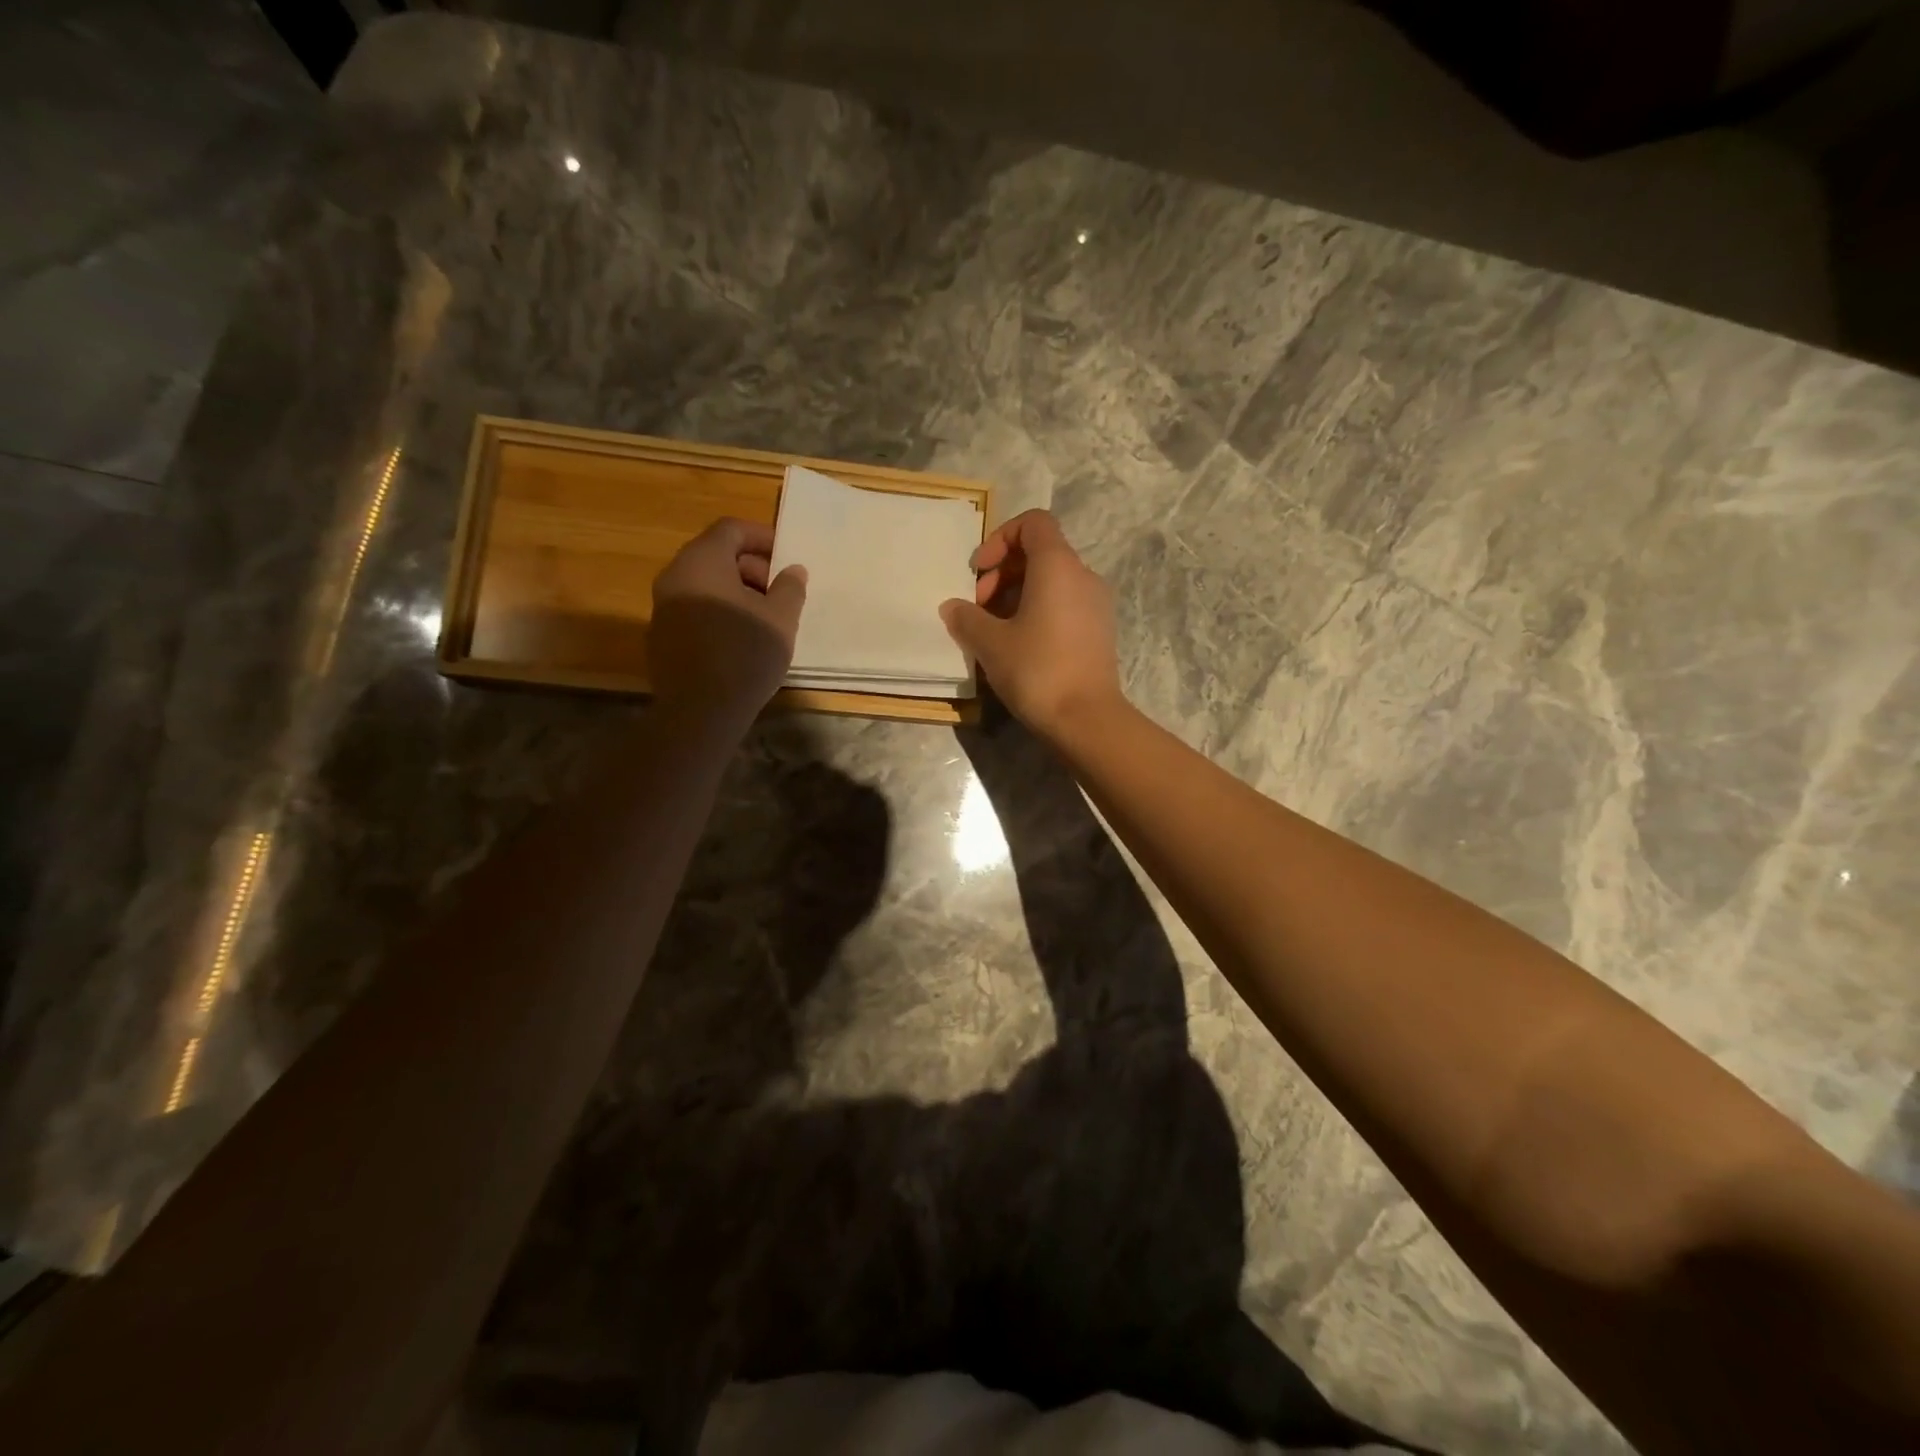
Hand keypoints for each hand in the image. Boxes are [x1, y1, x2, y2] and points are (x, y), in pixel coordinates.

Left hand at [649, 518, 805, 730]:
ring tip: (765, 619)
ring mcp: (663, 607)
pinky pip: (694, 610)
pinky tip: (740, 640)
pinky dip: (719, 612)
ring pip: (705, 584)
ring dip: (737, 592)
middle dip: (752, 568)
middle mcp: (675, 576)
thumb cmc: (746, 654)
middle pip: (716, 555)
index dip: (763, 537)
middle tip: (780, 593)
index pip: (731, 529)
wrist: (700, 711)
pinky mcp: (662, 636)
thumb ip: (790, 587)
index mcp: (702, 561)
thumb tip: (793, 570)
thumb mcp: (781, 619)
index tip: (787, 558)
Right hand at [940, 509, 1123, 742]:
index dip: (1000, 538)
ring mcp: (1096, 605)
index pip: (1033, 523)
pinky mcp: (1099, 631)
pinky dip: (1037, 613)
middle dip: (1002, 573)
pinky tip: (1017, 647)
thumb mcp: (990, 643)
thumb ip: (967, 618)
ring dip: (1016, 596)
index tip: (980, 572)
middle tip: (978, 609)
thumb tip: (953, 607)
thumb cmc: (1037, 670)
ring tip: (993, 631)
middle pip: (1040, 553)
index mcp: (1058, 566)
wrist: (1087, 719)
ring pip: (1051, 582)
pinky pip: (1064, 605)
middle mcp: (1083, 576)